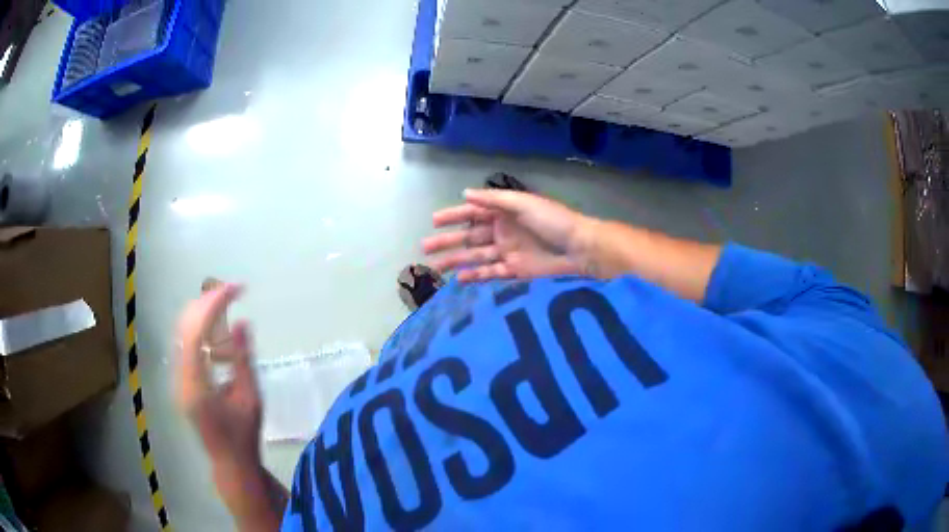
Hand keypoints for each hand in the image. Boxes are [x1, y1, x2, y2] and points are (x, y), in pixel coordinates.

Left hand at [175, 284, 260, 471]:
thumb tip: (241, 322)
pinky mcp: (181, 379)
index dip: (214, 305)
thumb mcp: (250, 398)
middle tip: (232, 290)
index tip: (236, 289)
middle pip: (184, 326)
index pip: (196, 331)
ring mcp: (177, 377)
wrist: (229, 461)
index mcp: (196, 384)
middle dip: (207, 301)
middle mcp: (180, 376)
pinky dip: (201, 329)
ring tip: (227, 305)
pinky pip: (186, 343)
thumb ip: (243, 359)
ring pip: (182, 331)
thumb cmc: (243, 435)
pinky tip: (218, 333)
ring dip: (203, 313)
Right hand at [423, 189, 594, 281]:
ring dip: (457, 260)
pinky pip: (490, 273)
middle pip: (470, 236)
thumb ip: (494, 200)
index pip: (473, 213)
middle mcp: (503, 231)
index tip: (434, 221)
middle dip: (448, 241)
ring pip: (476, 256)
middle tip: (425, 247)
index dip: (453, 216)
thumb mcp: (523, 204)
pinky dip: (475, 275)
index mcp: (504, 212)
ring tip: (436, 266)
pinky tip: (459, 279)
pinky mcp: (515, 271)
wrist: (580, 248)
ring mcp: (508, 252)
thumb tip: (465, 194)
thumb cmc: (553, 221)